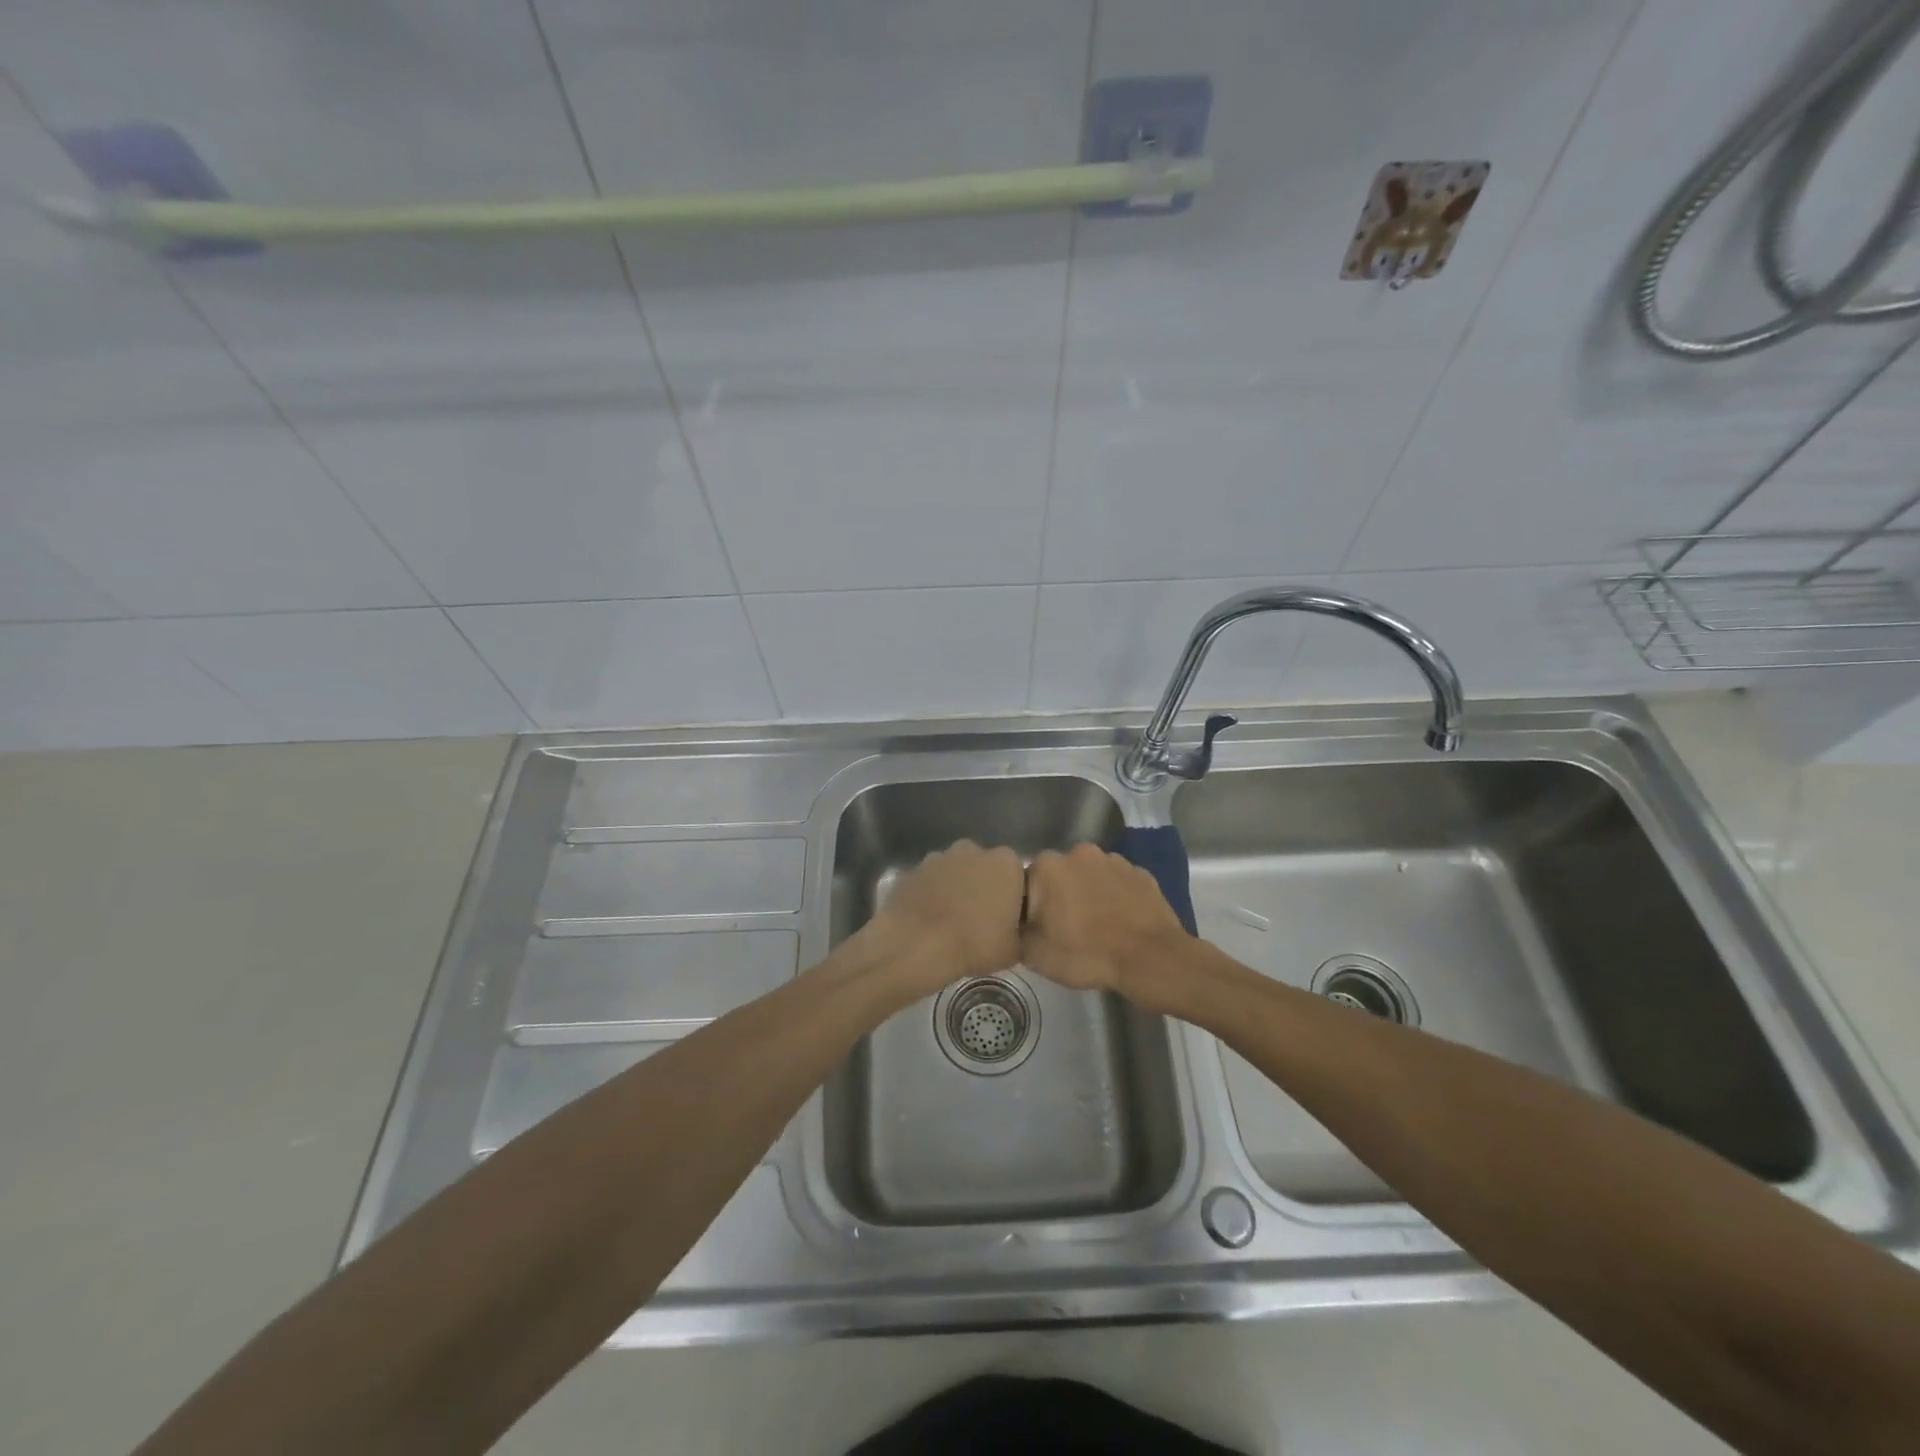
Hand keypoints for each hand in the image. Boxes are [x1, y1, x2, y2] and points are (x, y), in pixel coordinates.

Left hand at [864, 839, 1024, 997]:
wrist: (917, 946)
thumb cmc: (975, 943)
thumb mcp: (1014, 950)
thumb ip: (1021, 932)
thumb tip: (1015, 931)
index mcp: (1005, 863)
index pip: (1017, 875)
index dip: (1013, 897)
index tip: (1007, 920)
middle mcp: (973, 850)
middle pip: (984, 868)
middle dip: (983, 887)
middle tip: (980, 920)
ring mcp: (939, 857)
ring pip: (954, 872)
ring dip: (955, 889)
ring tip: (951, 922)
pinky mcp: (912, 870)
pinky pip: (929, 882)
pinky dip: (930, 895)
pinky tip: (928, 921)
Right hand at [1022, 842, 1188, 1006]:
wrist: (1152, 959)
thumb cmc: (1088, 954)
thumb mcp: (1037, 956)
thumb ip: (1017, 934)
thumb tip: (1018, 927)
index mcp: (1048, 867)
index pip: (1026, 884)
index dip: (1030, 909)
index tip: (1039, 930)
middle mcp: (1078, 852)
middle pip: (1058, 876)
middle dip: (1059, 897)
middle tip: (1066, 929)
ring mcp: (1113, 859)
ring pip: (1088, 876)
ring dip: (1087, 894)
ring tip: (1096, 926)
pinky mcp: (1140, 872)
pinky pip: (1116, 883)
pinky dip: (1114, 897)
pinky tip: (1119, 922)